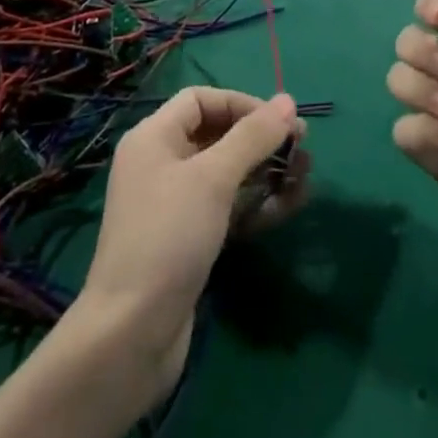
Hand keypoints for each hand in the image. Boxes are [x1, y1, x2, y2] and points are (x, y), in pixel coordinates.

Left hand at [82, 88, 307, 396]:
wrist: (131, 337)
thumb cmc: (168, 237)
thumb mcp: (213, 178)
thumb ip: (253, 136)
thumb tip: (288, 101)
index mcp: (154, 138)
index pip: (201, 100)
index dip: (242, 104)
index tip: (279, 122)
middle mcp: (162, 164)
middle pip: (219, 135)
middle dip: (262, 140)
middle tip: (303, 149)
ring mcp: (176, 206)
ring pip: (229, 174)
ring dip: (267, 172)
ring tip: (306, 176)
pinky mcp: (190, 241)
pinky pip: (229, 208)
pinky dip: (258, 204)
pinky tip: (291, 204)